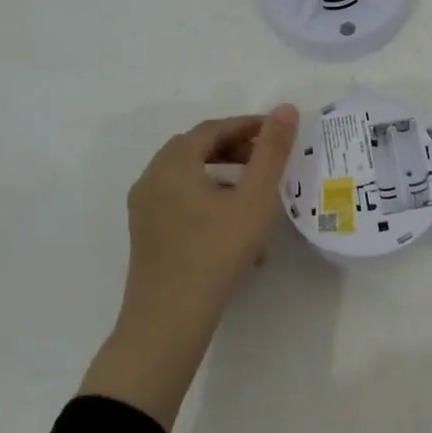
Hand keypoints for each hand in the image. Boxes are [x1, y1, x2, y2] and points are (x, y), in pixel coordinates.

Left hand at [81, 106, 298, 428]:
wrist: (167, 324)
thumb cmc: (215, 254)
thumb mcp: (254, 199)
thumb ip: (272, 151)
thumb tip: (286, 108)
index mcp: (173, 163)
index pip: (213, 129)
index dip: (247, 126)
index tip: (277, 132)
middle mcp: (152, 178)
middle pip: (198, 150)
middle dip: (236, 150)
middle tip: (267, 160)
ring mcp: (144, 209)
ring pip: (190, 178)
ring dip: (225, 178)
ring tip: (256, 197)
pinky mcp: (146, 235)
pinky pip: (181, 202)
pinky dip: (209, 201)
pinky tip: (236, 230)